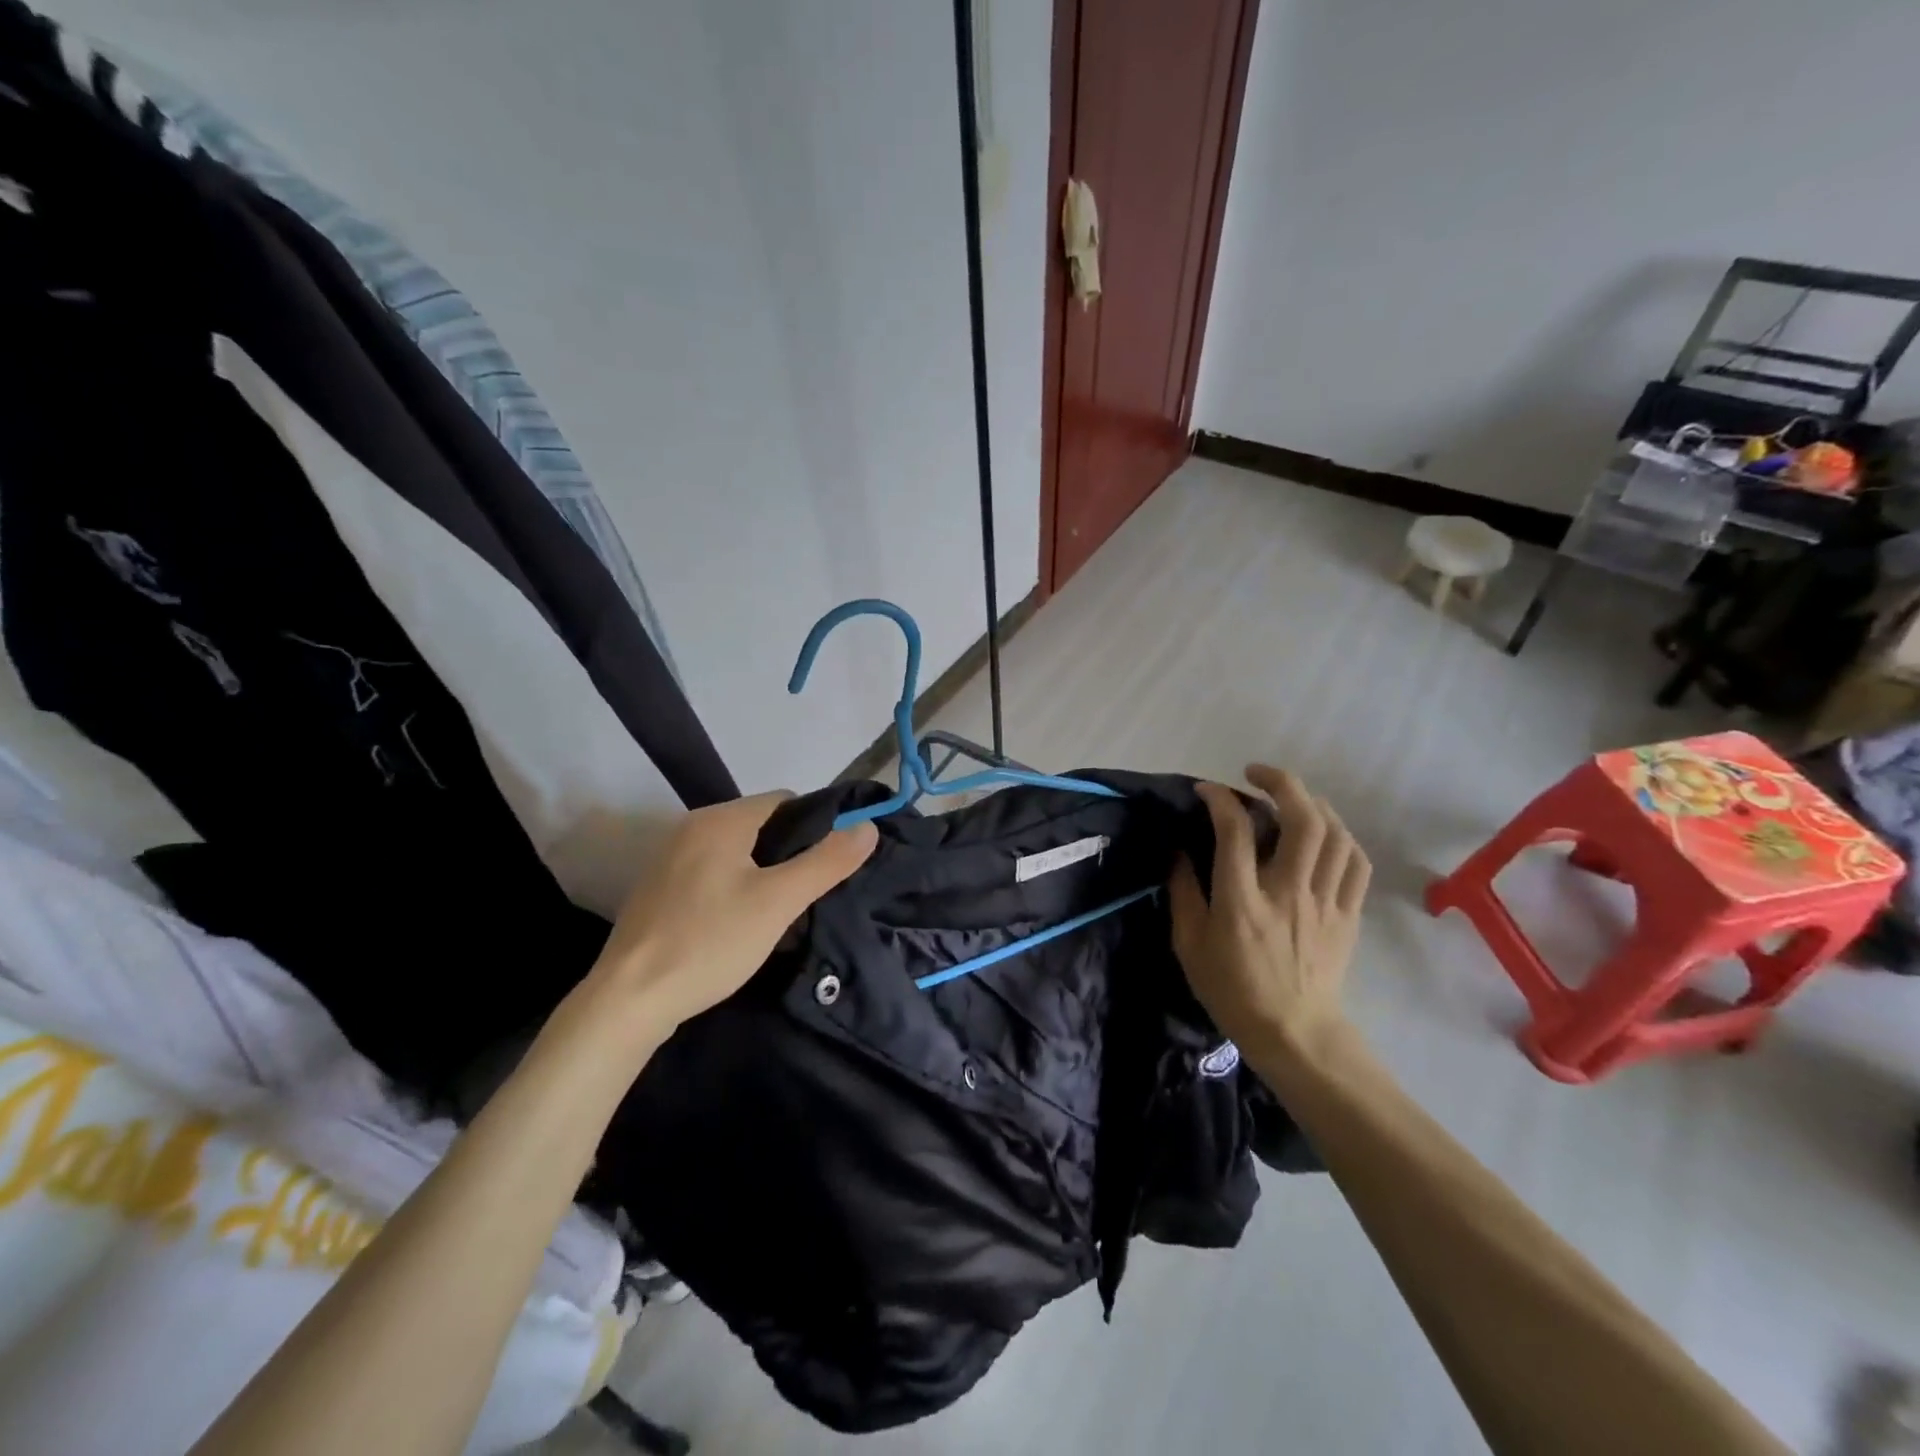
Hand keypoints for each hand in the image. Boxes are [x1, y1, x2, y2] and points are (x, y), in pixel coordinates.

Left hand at [583, 792, 877, 1039]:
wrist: (629, 1000)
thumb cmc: (711, 942)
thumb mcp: (780, 902)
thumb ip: (827, 861)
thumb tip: (868, 827)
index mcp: (721, 819)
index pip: (785, 800)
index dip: (814, 827)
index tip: (825, 868)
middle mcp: (691, 826)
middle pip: (760, 825)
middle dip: (788, 853)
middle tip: (803, 896)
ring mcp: (669, 857)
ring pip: (735, 851)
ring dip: (761, 873)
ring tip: (775, 914)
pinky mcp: (657, 889)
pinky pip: (710, 872)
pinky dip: (732, 887)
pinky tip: (734, 925)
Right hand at [1169, 765, 1370, 1060]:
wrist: (1294, 1033)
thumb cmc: (1232, 990)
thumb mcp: (1189, 945)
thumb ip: (1183, 892)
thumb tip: (1179, 850)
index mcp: (1242, 902)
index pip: (1236, 832)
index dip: (1220, 799)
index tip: (1207, 790)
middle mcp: (1288, 893)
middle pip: (1301, 821)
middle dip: (1281, 783)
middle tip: (1257, 774)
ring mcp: (1325, 903)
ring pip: (1335, 835)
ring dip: (1312, 804)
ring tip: (1291, 798)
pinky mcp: (1347, 915)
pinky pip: (1356, 863)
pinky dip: (1341, 837)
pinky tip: (1324, 832)